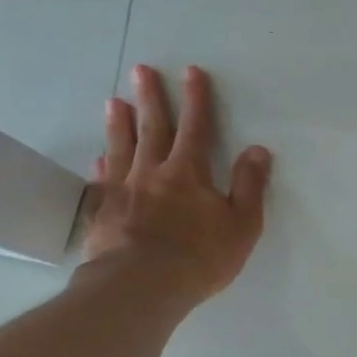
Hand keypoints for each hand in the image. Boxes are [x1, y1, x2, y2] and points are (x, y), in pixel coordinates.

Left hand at [79, 64, 271, 307]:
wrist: (140, 286)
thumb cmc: (199, 257)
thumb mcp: (241, 224)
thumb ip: (249, 186)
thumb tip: (257, 150)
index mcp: (188, 172)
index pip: (195, 127)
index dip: (195, 98)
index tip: (191, 72)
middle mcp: (152, 172)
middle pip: (152, 128)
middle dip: (150, 97)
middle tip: (141, 70)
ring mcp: (123, 191)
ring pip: (121, 148)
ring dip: (119, 123)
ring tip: (114, 101)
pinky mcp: (102, 213)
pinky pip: (102, 182)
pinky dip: (102, 166)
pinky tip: (99, 159)